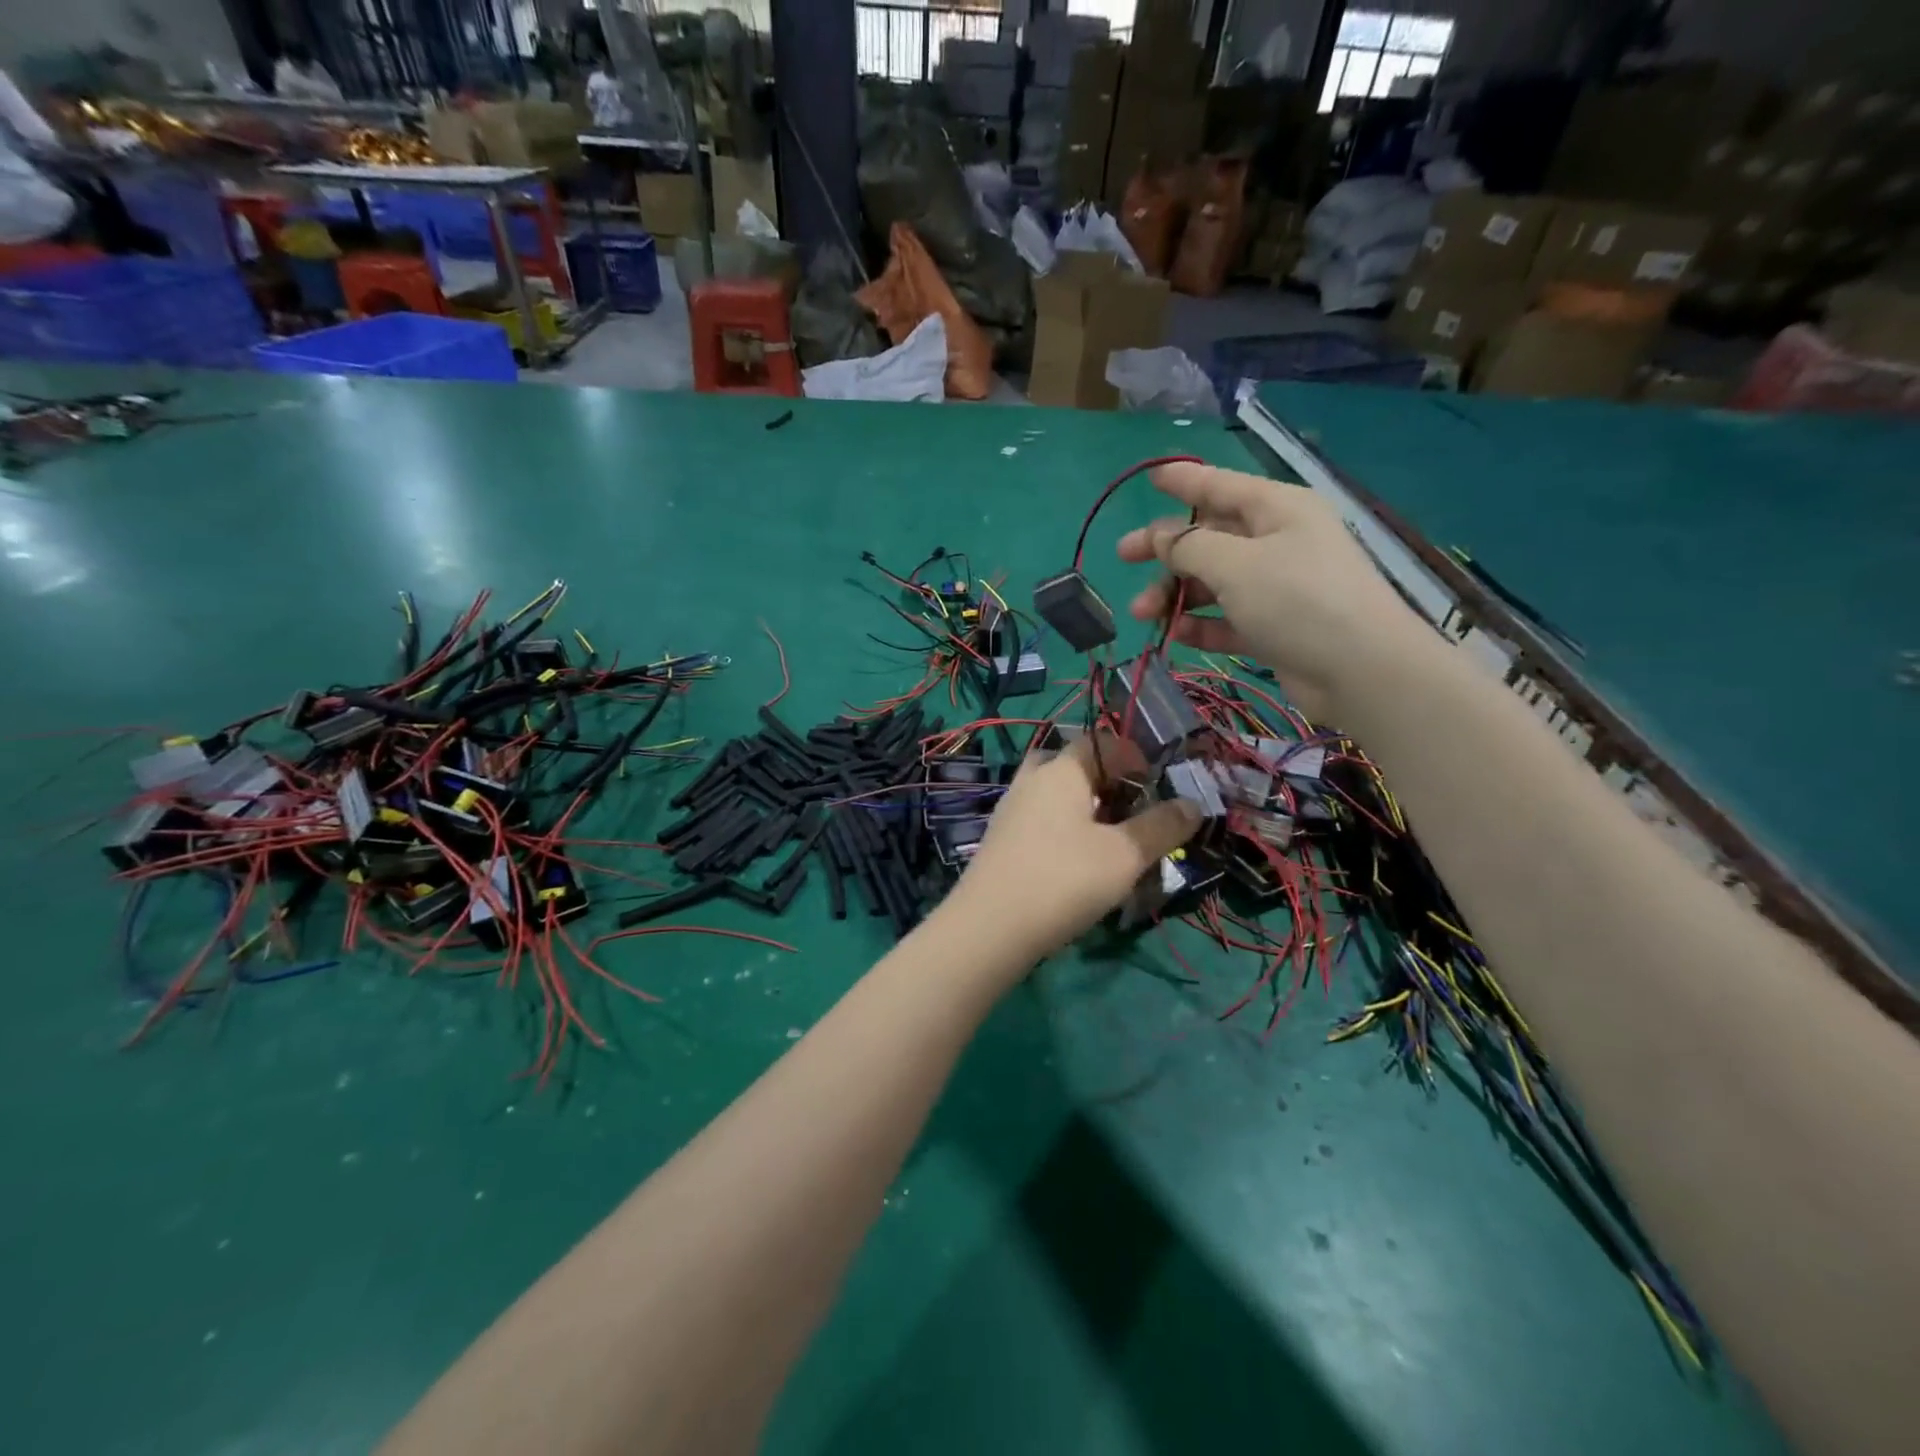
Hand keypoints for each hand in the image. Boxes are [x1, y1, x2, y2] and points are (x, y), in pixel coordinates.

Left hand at [944, 734, 1198, 969]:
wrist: (990, 927)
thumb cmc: (1064, 879)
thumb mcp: (1125, 855)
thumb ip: (1161, 826)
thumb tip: (1193, 804)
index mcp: (1062, 770)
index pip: (1102, 741)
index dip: (1134, 757)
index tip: (1157, 787)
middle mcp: (1032, 780)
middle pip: (1074, 765)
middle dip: (1106, 781)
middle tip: (1130, 811)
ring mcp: (1011, 810)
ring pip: (1054, 794)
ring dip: (1085, 808)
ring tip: (1111, 841)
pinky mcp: (1001, 840)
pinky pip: (1040, 820)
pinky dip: (1064, 829)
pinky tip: (1078, 863)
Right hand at [1115, 462, 1432, 720]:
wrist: (1360, 670)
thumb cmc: (1297, 600)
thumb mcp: (1235, 564)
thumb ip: (1189, 546)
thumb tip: (1160, 535)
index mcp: (1277, 509)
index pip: (1221, 485)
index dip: (1184, 481)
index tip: (1150, 479)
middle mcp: (1278, 541)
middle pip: (1210, 536)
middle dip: (1166, 549)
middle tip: (1123, 557)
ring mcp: (1278, 586)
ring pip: (1214, 581)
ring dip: (1176, 594)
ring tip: (1143, 614)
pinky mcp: (1276, 626)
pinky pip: (1228, 617)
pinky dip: (1202, 623)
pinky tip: (1176, 634)